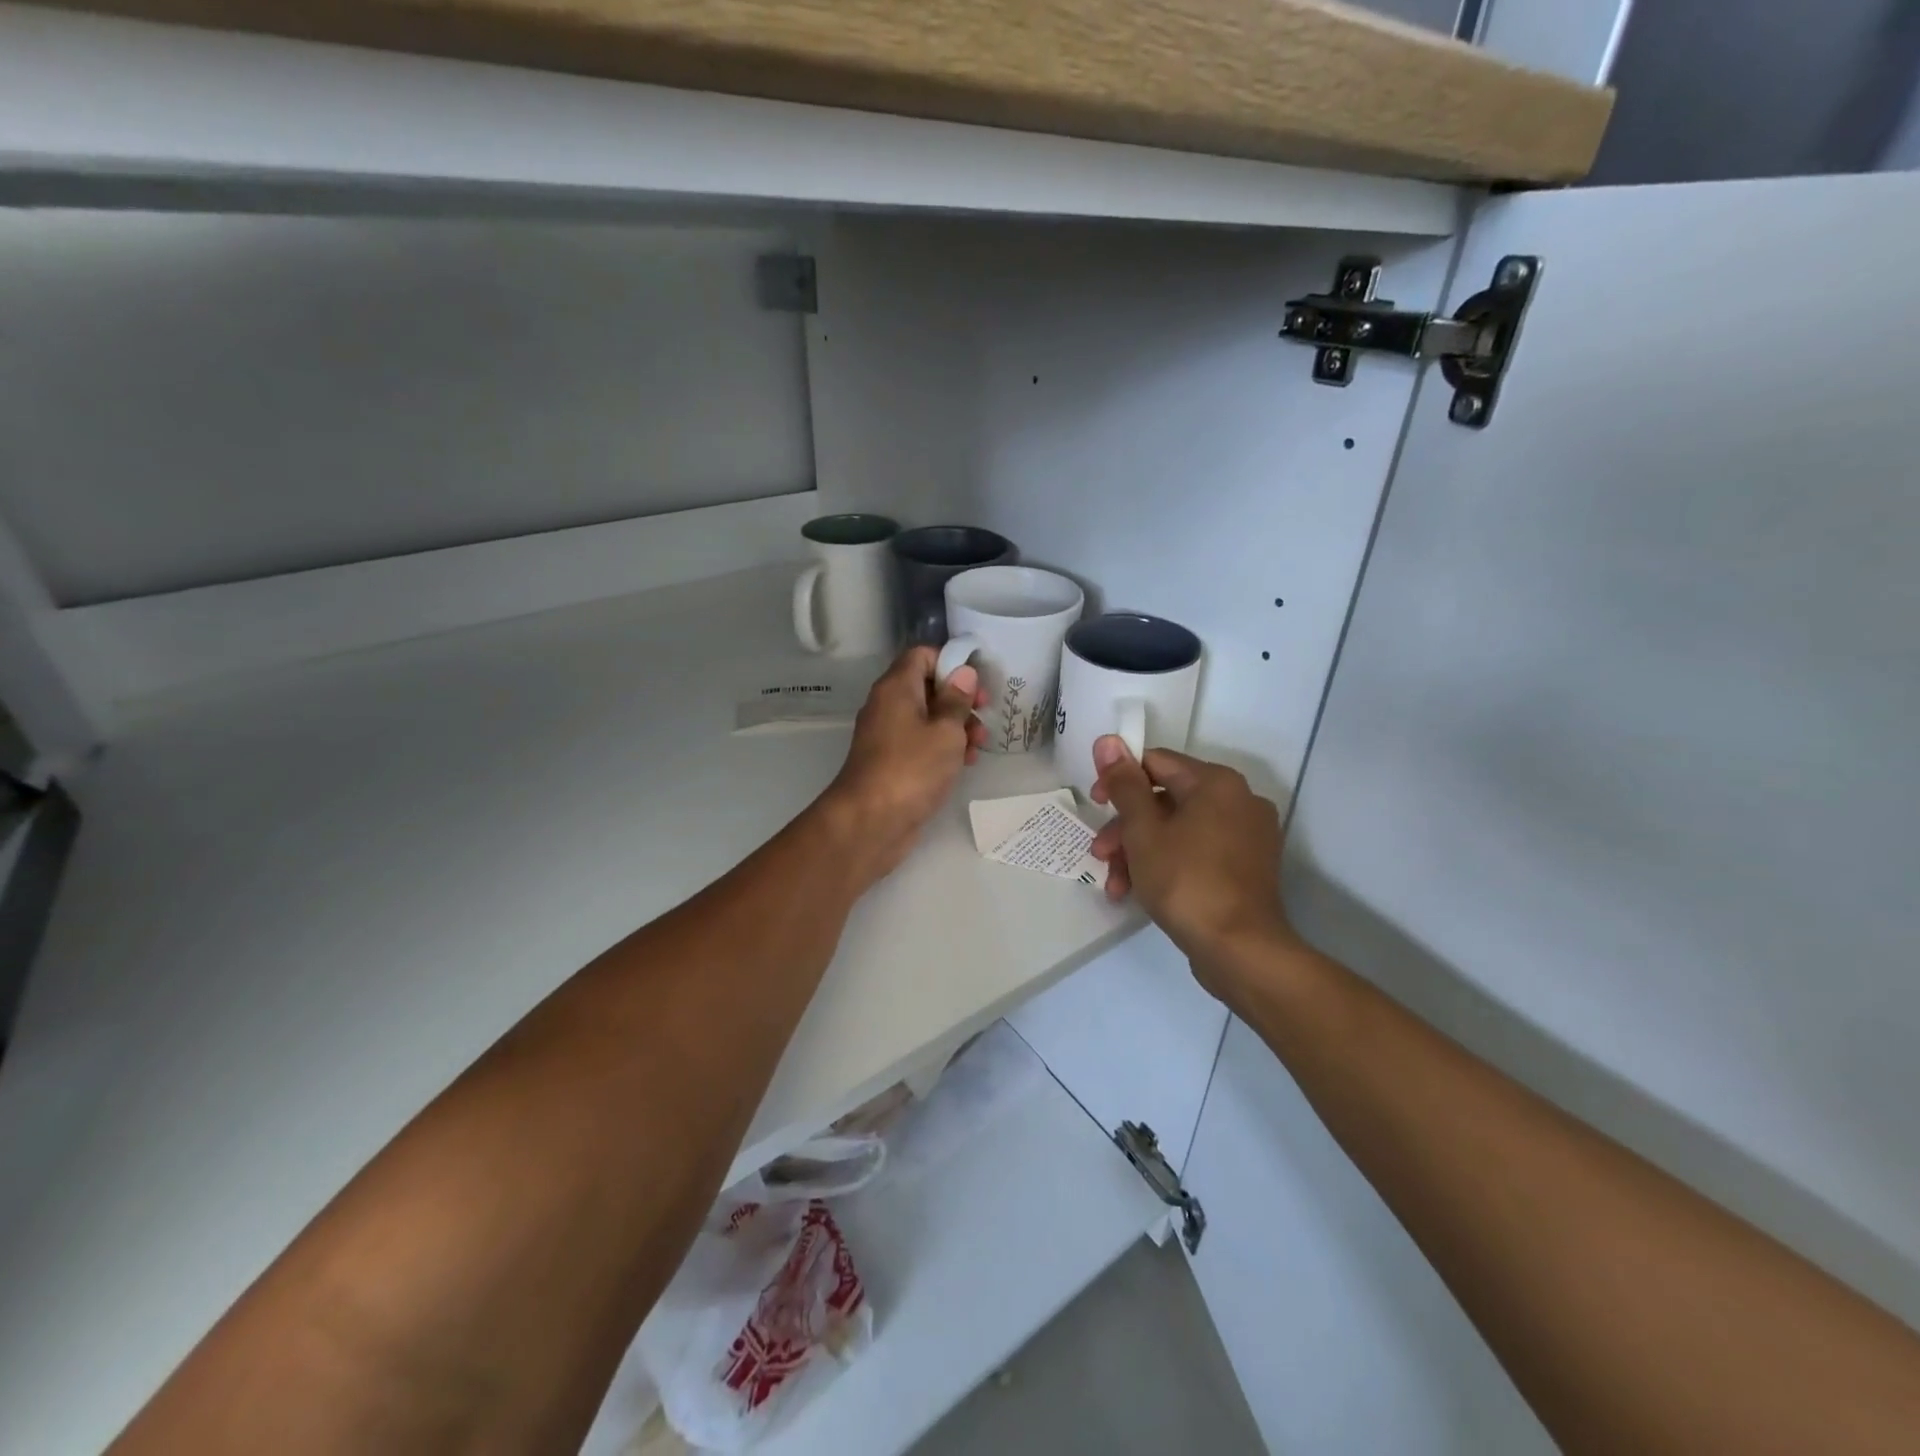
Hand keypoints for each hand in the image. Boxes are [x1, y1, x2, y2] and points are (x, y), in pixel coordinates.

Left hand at [818, 647, 986, 886]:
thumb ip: (957, 700)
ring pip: (927, 718)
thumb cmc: (912, 768)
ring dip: (956, 727)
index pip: (921, 655)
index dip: (951, 662)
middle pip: (927, 687)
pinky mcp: (892, 762)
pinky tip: (964, 764)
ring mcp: (887, 736)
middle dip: (959, 699)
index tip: (976, 682)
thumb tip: (963, 673)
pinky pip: (921, 743)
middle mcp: (887, 706)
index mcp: (896, 687)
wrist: (870, 821)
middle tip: (984, 716)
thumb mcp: (945, 731)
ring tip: (978, 747)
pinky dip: (942, 748)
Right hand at [1088, 736, 1296, 995]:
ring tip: (1115, 885)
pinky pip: (1198, 852)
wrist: (1240, 950)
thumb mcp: (1143, 830)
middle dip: (1126, 827)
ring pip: (1179, 830)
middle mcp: (1239, 800)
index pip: (1156, 762)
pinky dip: (1167, 865)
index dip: (1118, 780)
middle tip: (1100, 854)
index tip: (1095, 807)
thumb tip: (1108, 740)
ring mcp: (1247, 836)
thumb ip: (1124, 783)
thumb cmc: (1185, 881)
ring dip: (1140, 852)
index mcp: (1216, 782)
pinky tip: (1139, 893)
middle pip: (1166, 800)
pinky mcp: (1247, 868)